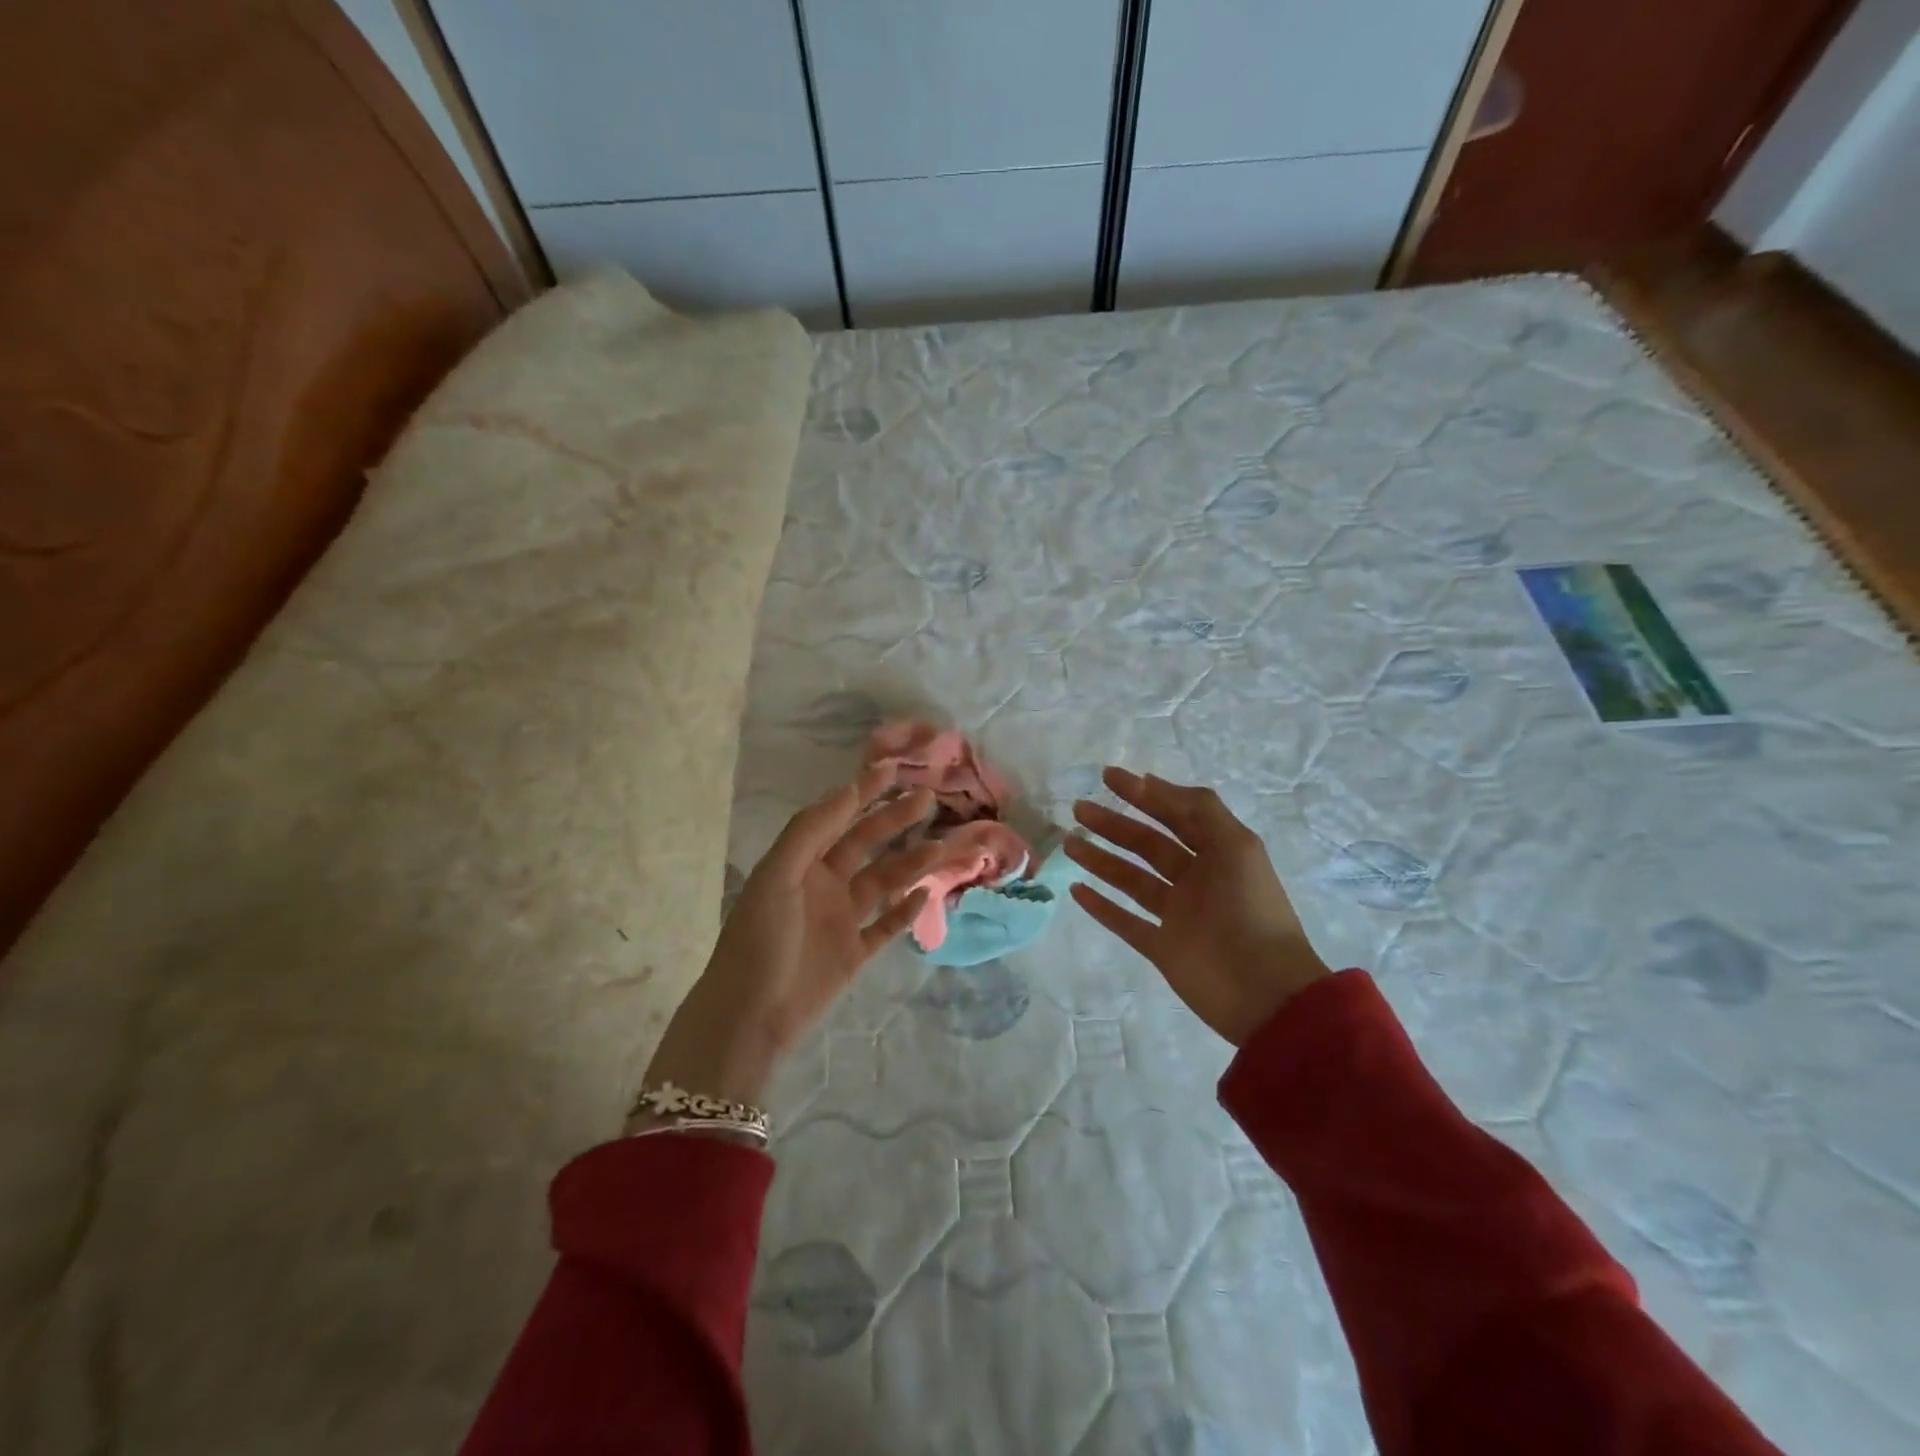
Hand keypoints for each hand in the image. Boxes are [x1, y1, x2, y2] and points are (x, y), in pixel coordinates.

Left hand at [642, 768, 937, 1110]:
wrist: (750, 1016)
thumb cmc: (759, 939)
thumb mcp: (778, 876)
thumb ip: (811, 831)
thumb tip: (848, 789)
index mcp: (801, 863)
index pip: (837, 817)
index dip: (863, 792)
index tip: (893, 769)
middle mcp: (823, 884)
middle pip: (866, 844)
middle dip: (894, 821)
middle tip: (928, 800)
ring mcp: (841, 920)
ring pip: (883, 882)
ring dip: (910, 864)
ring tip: (940, 848)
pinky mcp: (854, 954)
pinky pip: (886, 926)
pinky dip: (906, 911)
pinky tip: (926, 895)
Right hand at [1064, 768, 1328, 1045]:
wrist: (1267, 994)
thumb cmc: (1251, 912)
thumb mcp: (1236, 847)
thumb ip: (1201, 810)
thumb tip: (1153, 782)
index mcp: (1218, 854)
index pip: (1175, 815)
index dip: (1144, 794)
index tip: (1108, 777)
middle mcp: (1196, 880)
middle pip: (1148, 844)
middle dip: (1114, 824)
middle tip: (1079, 808)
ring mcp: (1178, 915)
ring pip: (1132, 879)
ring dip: (1101, 859)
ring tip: (1069, 843)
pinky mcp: (1163, 948)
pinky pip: (1126, 922)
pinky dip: (1102, 907)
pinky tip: (1077, 890)